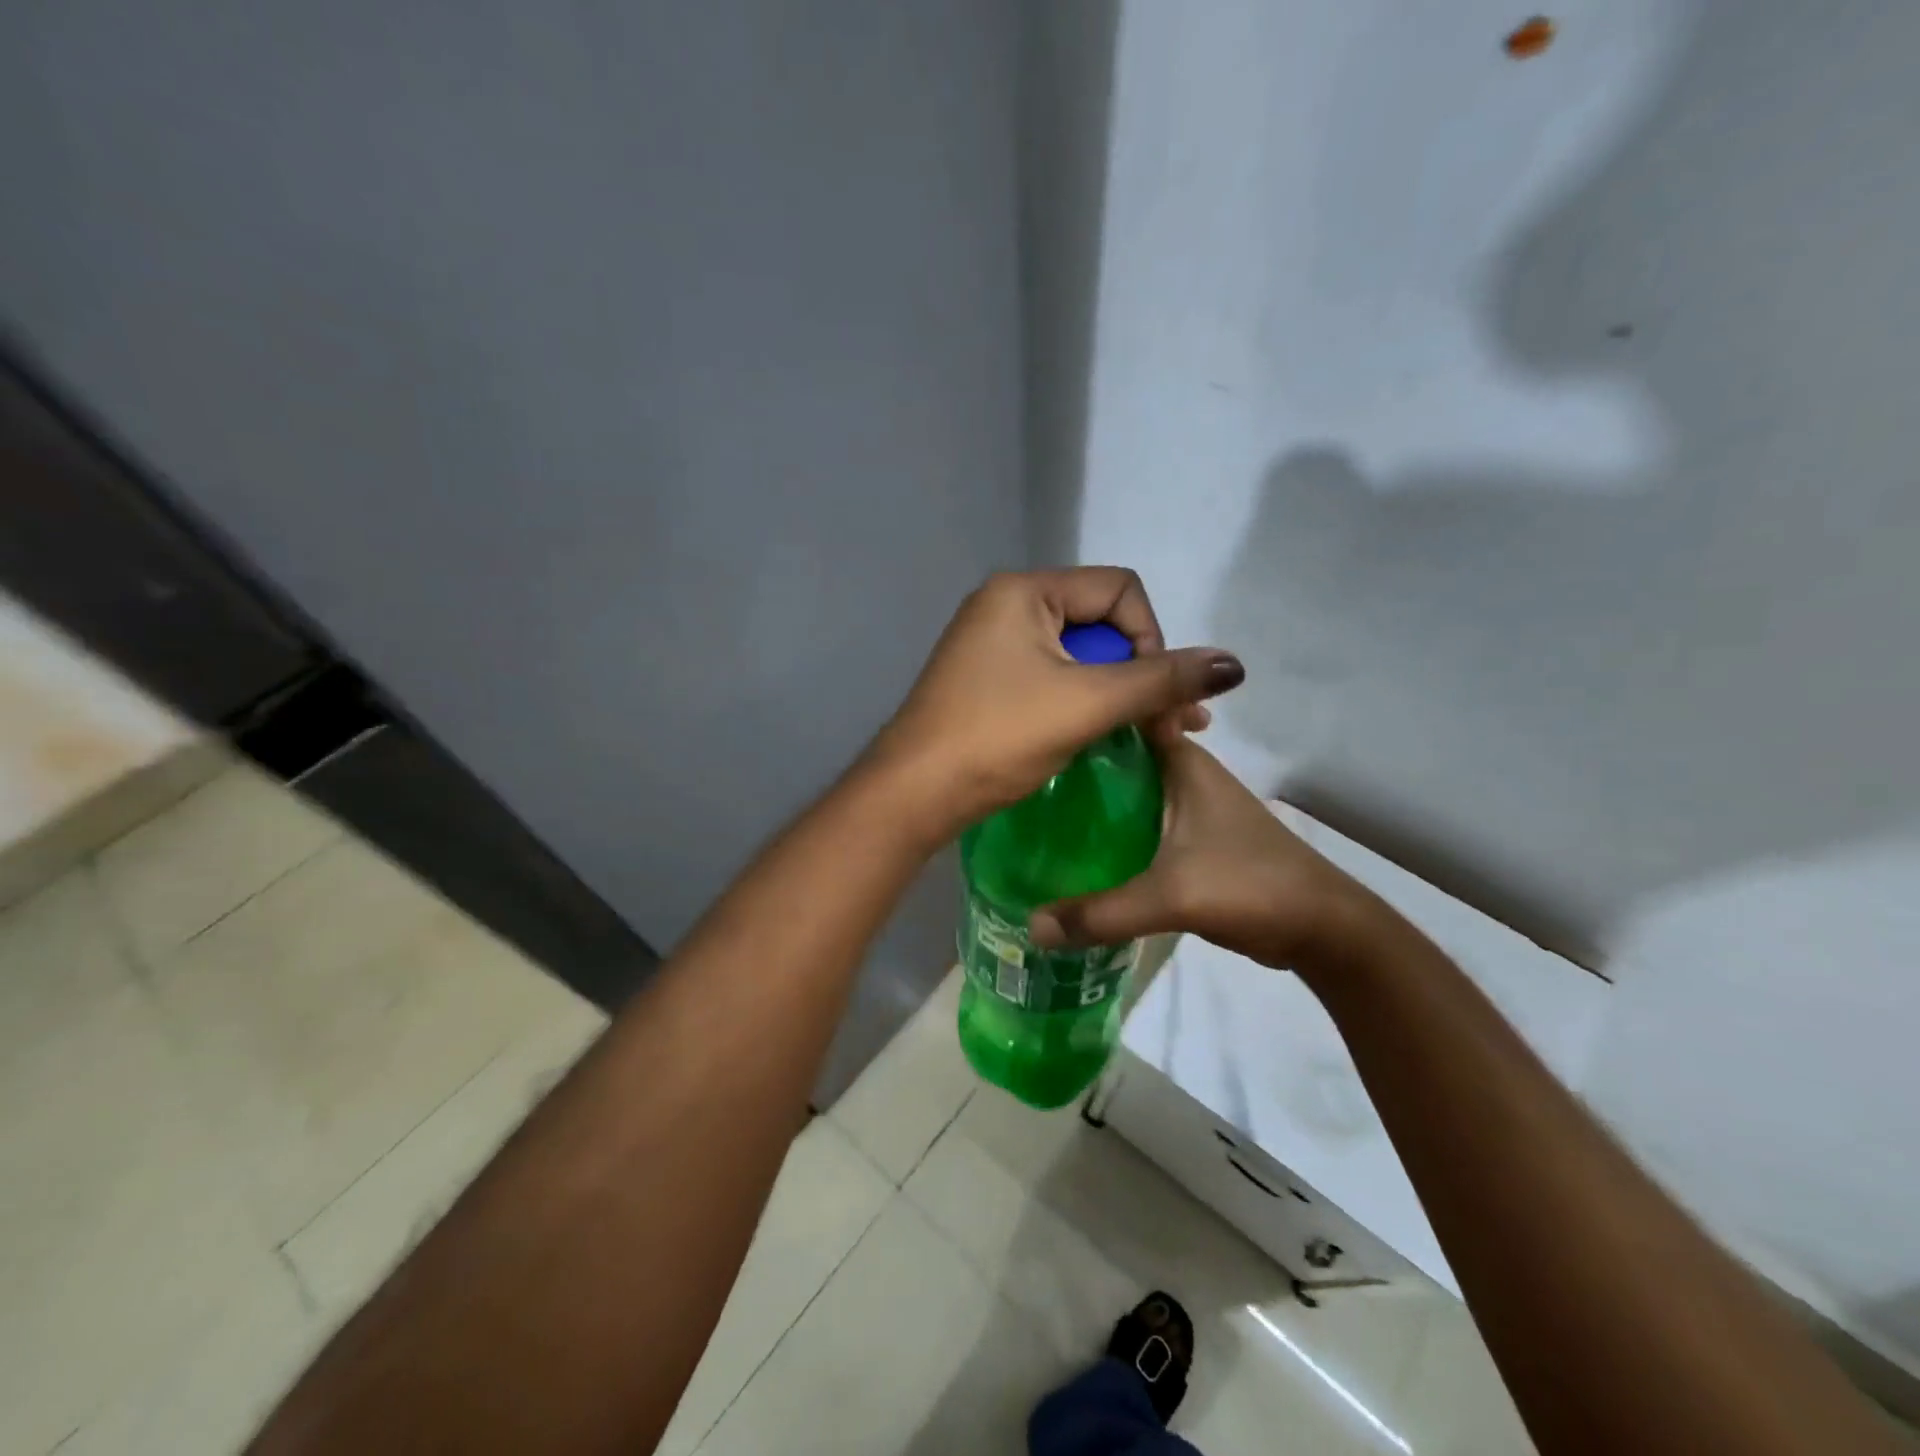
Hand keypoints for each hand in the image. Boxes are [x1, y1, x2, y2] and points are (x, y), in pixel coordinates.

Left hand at [867, 568, 1244, 840]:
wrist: (915, 793)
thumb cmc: (999, 737)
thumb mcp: (1088, 703)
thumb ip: (1162, 679)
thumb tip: (1235, 664)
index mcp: (1024, 590)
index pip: (1120, 590)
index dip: (1152, 639)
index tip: (1153, 695)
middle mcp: (1007, 605)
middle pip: (1101, 624)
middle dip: (1142, 673)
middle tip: (1173, 726)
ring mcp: (994, 645)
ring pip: (1080, 657)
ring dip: (1121, 693)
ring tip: (1157, 736)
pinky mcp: (990, 682)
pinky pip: (1054, 680)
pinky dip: (1086, 704)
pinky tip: (1111, 736)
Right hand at [1028, 732, 1383, 972]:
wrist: (1320, 927)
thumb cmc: (1250, 885)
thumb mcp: (1171, 897)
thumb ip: (1100, 912)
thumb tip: (1031, 926)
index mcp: (1181, 761)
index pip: (1126, 714)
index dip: (1084, 709)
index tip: (1037, 717)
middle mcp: (1182, 773)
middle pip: (1116, 753)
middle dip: (1073, 758)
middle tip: (1020, 770)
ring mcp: (1186, 806)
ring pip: (1125, 788)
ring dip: (1089, 795)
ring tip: (1035, 806)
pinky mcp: (1188, 838)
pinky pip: (1135, 820)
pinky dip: (1108, 826)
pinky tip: (1076, 846)